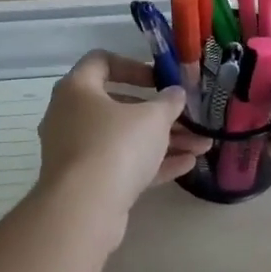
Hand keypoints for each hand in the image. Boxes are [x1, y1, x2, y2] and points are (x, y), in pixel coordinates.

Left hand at [36, 52, 210, 215]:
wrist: (84, 209)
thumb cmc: (116, 146)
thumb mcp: (152, 118)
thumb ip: (168, 102)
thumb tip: (176, 93)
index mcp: (77, 89)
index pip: (101, 62)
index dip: (133, 66)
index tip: (159, 80)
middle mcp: (69, 116)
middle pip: (118, 106)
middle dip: (158, 113)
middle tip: (186, 118)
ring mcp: (75, 152)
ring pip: (123, 139)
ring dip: (162, 141)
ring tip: (201, 146)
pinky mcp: (85, 183)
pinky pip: (121, 165)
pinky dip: (150, 164)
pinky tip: (187, 166)